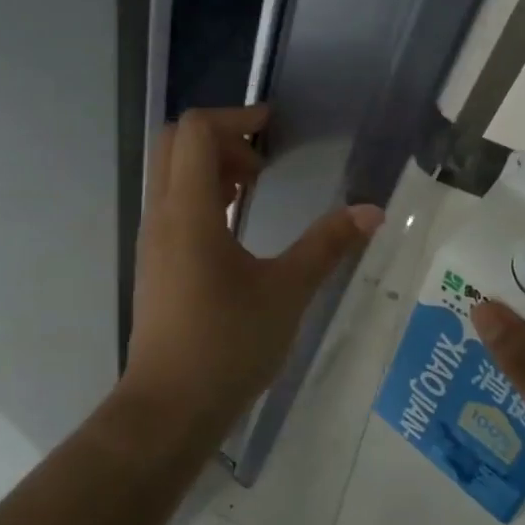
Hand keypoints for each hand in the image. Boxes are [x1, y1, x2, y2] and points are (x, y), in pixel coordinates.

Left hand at [125, 106, 382, 432]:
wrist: (169, 407)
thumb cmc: (227, 345)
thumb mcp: (287, 292)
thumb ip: (327, 246)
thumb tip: (371, 211)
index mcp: (188, 211)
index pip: (195, 131)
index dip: (235, 118)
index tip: (272, 130)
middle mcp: (162, 215)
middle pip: (175, 143)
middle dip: (220, 138)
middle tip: (261, 163)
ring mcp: (152, 238)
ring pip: (170, 174)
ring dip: (209, 167)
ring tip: (252, 191)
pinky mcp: (154, 261)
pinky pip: (170, 204)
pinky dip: (200, 195)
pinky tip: (234, 226)